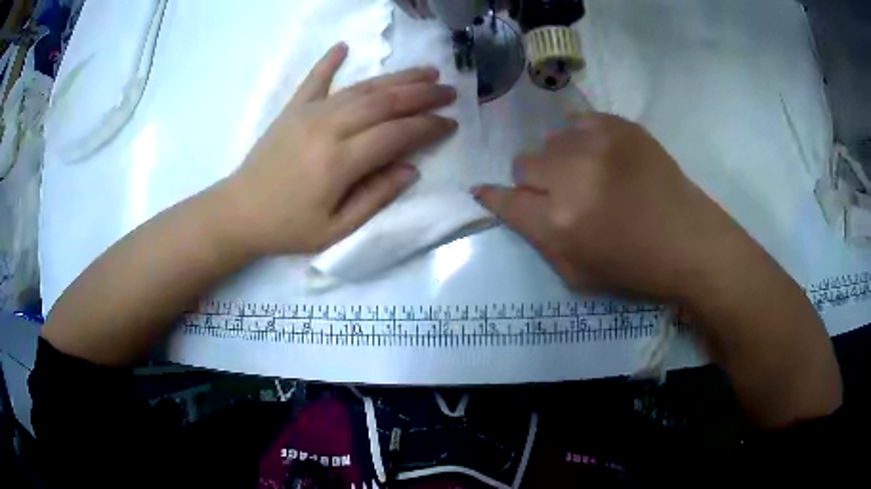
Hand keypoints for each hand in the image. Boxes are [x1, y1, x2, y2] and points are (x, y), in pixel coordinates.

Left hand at [221, 43, 457, 255]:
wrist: (238, 212)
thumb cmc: (287, 227)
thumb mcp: (335, 229)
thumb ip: (375, 198)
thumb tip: (410, 169)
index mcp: (340, 161)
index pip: (396, 134)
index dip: (427, 127)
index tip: (450, 122)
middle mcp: (328, 128)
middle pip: (384, 102)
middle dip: (422, 94)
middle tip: (449, 90)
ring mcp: (308, 113)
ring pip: (361, 88)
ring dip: (396, 77)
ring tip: (425, 71)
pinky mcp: (292, 109)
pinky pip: (314, 79)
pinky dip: (330, 61)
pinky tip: (344, 46)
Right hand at [474, 113, 748, 301]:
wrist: (690, 242)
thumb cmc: (636, 268)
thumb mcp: (578, 275)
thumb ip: (541, 241)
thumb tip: (517, 209)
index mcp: (559, 224)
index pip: (506, 200)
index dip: (493, 196)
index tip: (485, 191)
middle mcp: (571, 178)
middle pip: (524, 162)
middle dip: (535, 180)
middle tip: (559, 192)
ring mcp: (597, 145)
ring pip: (552, 140)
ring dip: (561, 159)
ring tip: (588, 174)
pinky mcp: (620, 126)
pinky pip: (580, 122)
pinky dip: (584, 139)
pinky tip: (604, 156)